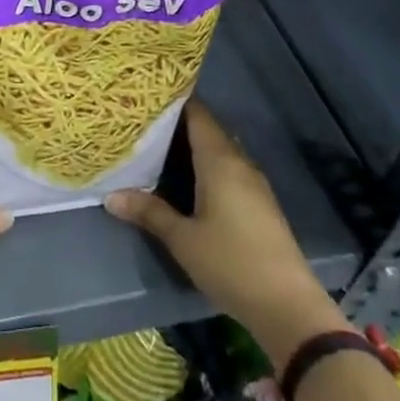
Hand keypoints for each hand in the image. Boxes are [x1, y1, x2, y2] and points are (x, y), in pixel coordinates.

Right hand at [105, 100, 347, 365]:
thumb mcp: (182, 239)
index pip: (198, 114)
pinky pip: (228, 170)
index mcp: (220, 161)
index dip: (175, 101)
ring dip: (193, 145)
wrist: (288, 305)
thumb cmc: (231, 262)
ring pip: (219, 151)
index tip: (147, 95)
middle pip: (209, 130)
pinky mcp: (260, 204)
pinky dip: (207, 165)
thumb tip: (111, 196)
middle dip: (179, 123)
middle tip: (143, 120)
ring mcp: (254, 184)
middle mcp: (239, 163)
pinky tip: (187, 179)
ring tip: (158, 145)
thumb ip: (149, 213)